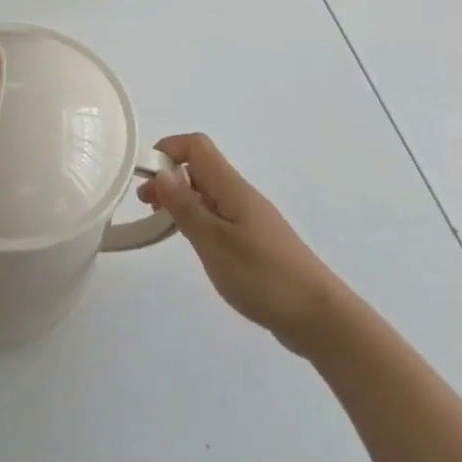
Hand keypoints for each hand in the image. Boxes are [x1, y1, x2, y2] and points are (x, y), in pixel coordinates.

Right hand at [138, 133, 346, 354]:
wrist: (317, 315)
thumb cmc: (262, 276)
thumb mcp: (214, 242)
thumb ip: (186, 207)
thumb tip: (162, 172)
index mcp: (231, 187)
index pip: (197, 146)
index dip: (168, 150)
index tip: (144, 176)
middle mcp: (240, 194)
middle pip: (201, 167)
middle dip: (169, 176)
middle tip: (144, 203)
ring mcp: (249, 217)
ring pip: (208, 192)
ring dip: (181, 198)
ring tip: (160, 222)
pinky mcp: (254, 240)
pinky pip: (218, 214)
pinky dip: (198, 217)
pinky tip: (191, 241)